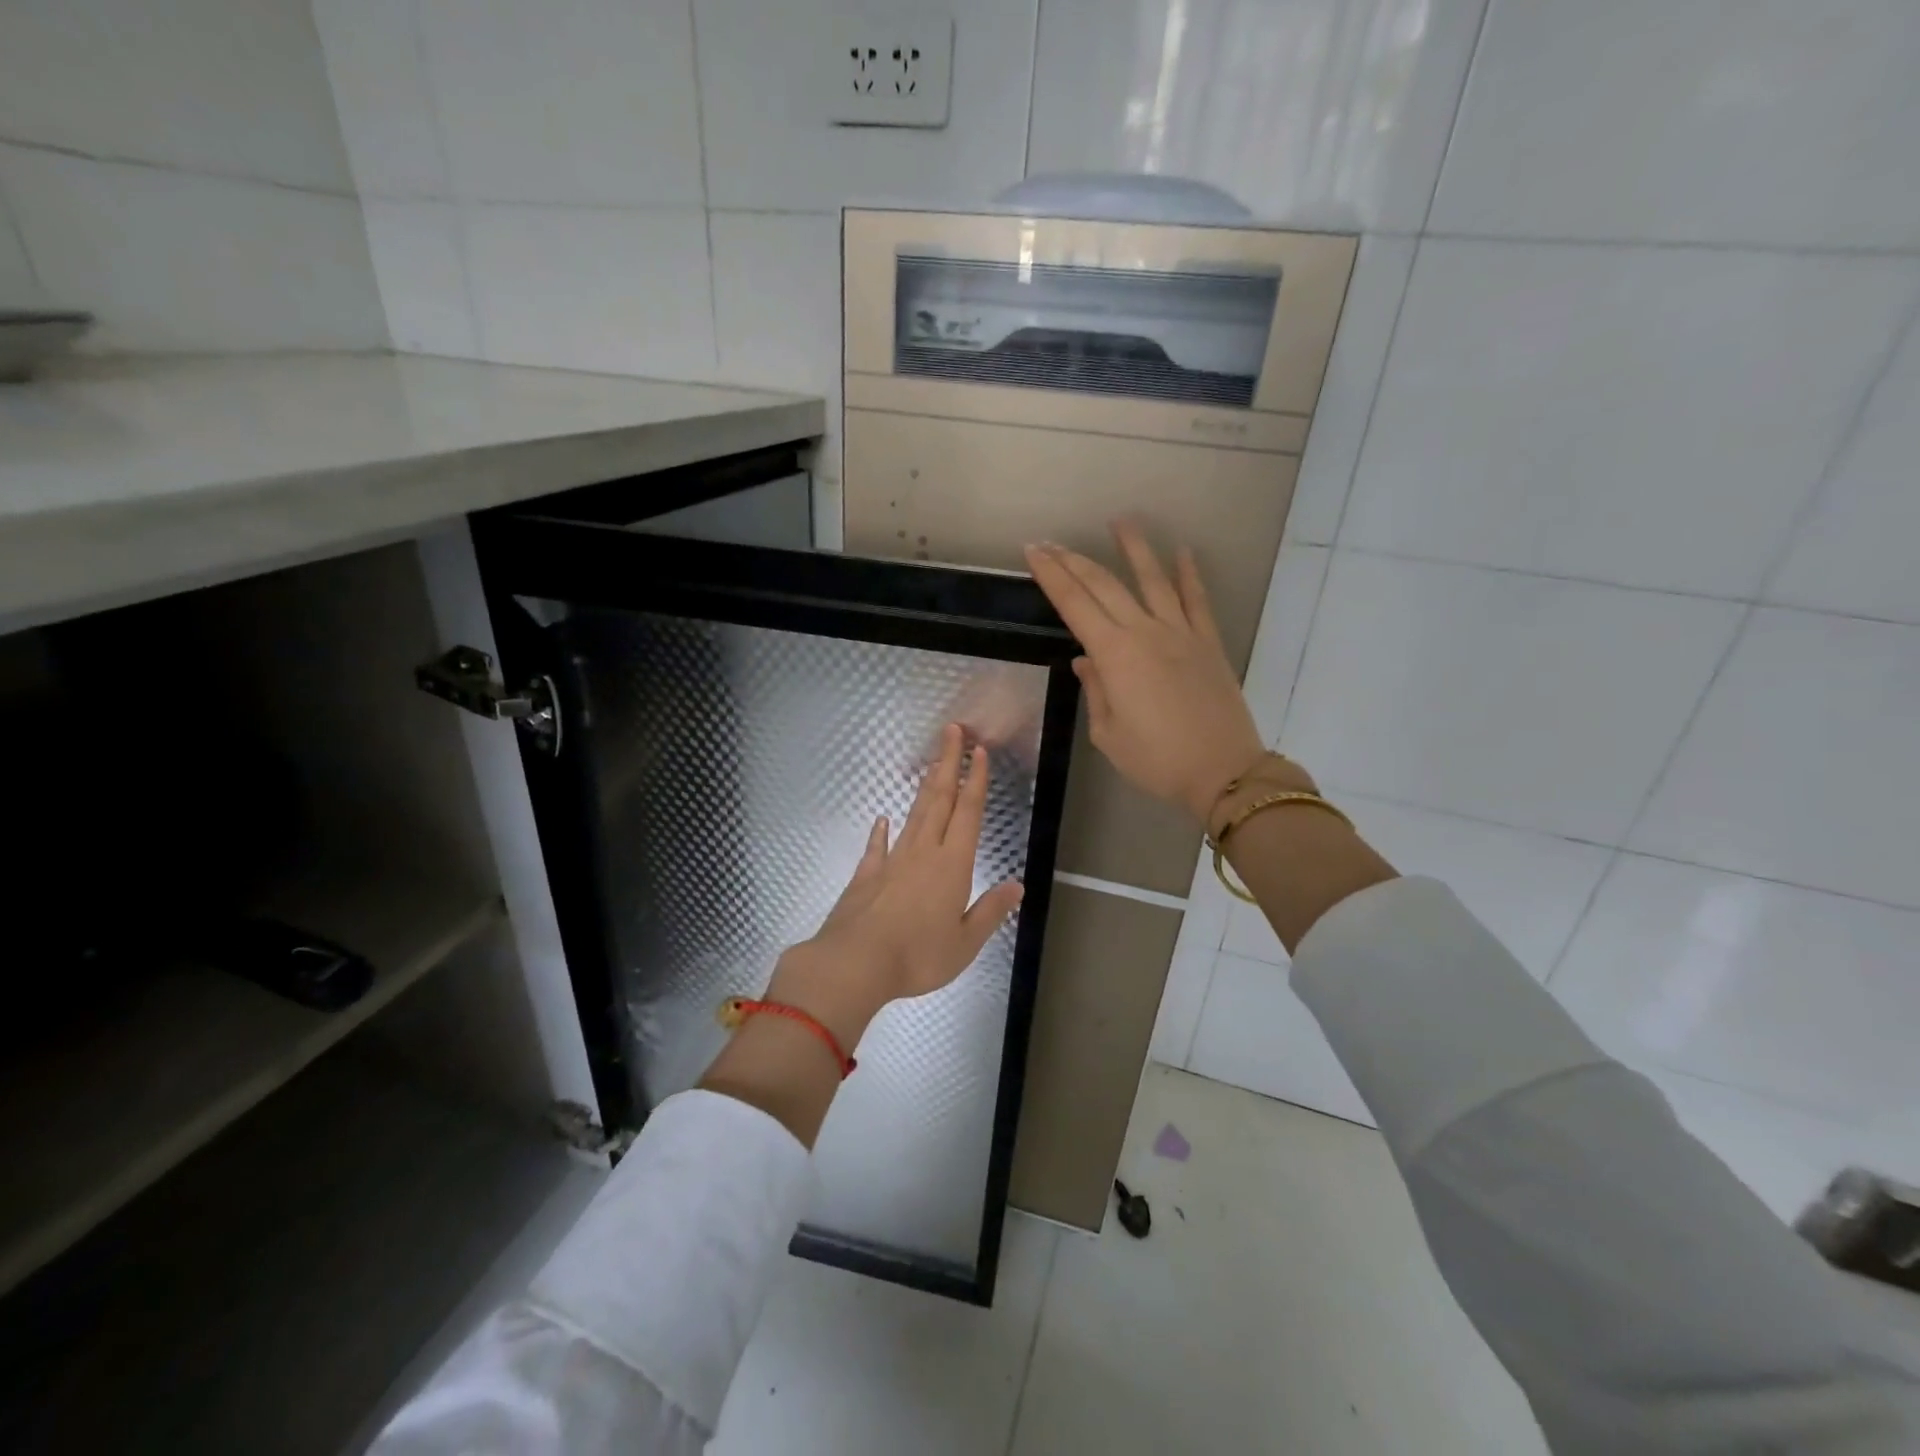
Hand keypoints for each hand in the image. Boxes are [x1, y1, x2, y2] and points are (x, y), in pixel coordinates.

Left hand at [768, 724, 1024, 1049]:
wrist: (855, 962)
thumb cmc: (918, 955)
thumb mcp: (966, 942)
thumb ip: (991, 911)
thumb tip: (1017, 886)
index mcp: (953, 865)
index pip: (968, 812)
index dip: (975, 780)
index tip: (978, 751)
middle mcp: (923, 852)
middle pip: (939, 799)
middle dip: (949, 763)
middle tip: (952, 732)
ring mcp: (892, 860)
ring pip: (913, 815)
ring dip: (924, 787)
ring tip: (932, 764)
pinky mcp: (867, 874)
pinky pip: (877, 845)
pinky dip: (881, 831)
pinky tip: (883, 819)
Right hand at [1024, 519, 1269, 824]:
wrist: (1222, 771)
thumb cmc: (1156, 760)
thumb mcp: (1108, 734)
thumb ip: (1095, 690)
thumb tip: (1086, 660)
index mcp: (1114, 655)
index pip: (1074, 603)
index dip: (1051, 575)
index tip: (1033, 552)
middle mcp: (1145, 632)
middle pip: (1105, 585)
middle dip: (1075, 560)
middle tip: (1053, 542)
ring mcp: (1181, 633)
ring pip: (1153, 579)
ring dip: (1134, 548)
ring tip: (1120, 520)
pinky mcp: (1208, 642)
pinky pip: (1197, 599)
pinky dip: (1189, 574)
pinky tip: (1182, 552)